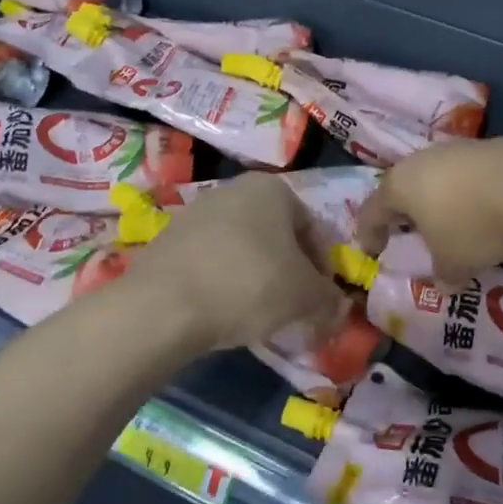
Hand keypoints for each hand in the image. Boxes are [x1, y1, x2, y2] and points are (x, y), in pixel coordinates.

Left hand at [127, 173, 346, 349]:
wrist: (164, 305)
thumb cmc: (250, 285)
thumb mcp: (306, 297)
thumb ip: (329, 300)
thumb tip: (338, 309)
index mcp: (272, 189)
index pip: (312, 228)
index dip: (323, 268)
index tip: (321, 300)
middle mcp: (232, 190)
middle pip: (275, 236)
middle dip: (288, 271)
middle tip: (294, 308)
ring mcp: (195, 213)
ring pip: (242, 249)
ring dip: (256, 278)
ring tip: (258, 315)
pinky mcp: (167, 241)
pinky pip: (210, 262)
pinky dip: (223, 283)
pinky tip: (224, 312)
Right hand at [359, 134, 502, 280]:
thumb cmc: (473, 224)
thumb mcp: (454, 261)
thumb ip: (444, 275)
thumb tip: (444, 285)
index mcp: (399, 187)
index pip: (371, 212)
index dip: (369, 234)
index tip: (373, 252)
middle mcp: (420, 162)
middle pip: (402, 188)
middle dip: (404, 213)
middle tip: (408, 232)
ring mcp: (455, 150)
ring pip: (435, 178)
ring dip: (438, 201)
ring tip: (450, 223)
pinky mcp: (487, 146)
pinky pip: (466, 175)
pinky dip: (467, 193)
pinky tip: (483, 209)